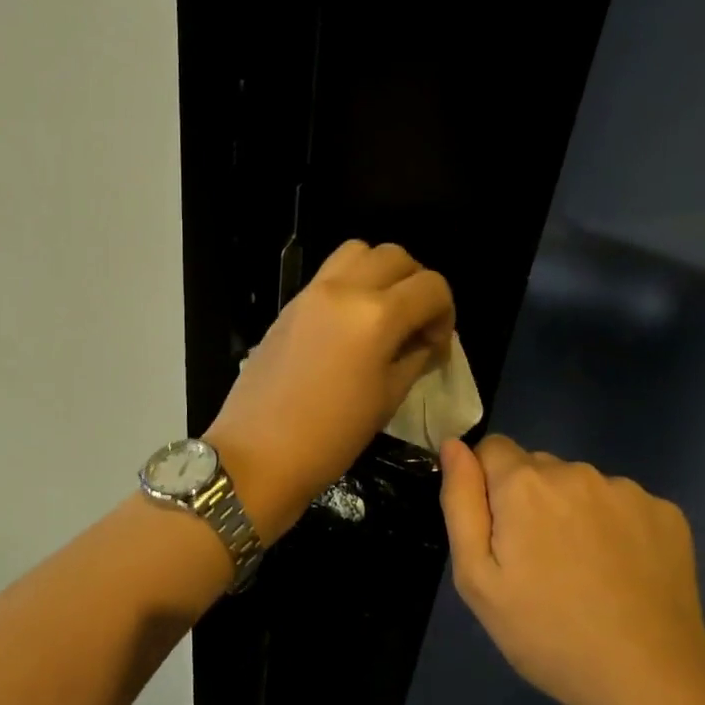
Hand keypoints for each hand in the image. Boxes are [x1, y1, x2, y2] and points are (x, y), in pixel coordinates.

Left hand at [207, 241, 453, 541]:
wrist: (258, 453)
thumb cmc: (331, 437)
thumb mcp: (387, 398)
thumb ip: (415, 357)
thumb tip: (427, 340)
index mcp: (375, 315)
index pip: (431, 286)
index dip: (446, 313)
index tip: (436, 345)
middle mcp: (344, 290)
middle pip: (396, 256)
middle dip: (417, 285)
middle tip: (415, 324)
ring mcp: (311, 292)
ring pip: (359, 252)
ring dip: (381, 273)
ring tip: (383, 314)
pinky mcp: (290, 304)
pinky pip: (329, 273)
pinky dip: (351, 282)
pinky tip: (351, 323)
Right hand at [439, 435, 704, 704]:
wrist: (649, 681)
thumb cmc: (546, 633)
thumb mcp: (477, 578)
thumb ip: (461, 502)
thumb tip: (453, 445)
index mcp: (524, 484)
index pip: (492, 448)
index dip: (487, 485)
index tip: (499, 532)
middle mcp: (576, 471)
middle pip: (537, 467)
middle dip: (529, 500)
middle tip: (538, 562)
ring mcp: (627, 491)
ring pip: (580, 486)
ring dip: (572, 512)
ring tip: (583, 571)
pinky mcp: (667, 513)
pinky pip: (622, 504)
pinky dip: (615, 527)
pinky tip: (621, 573)